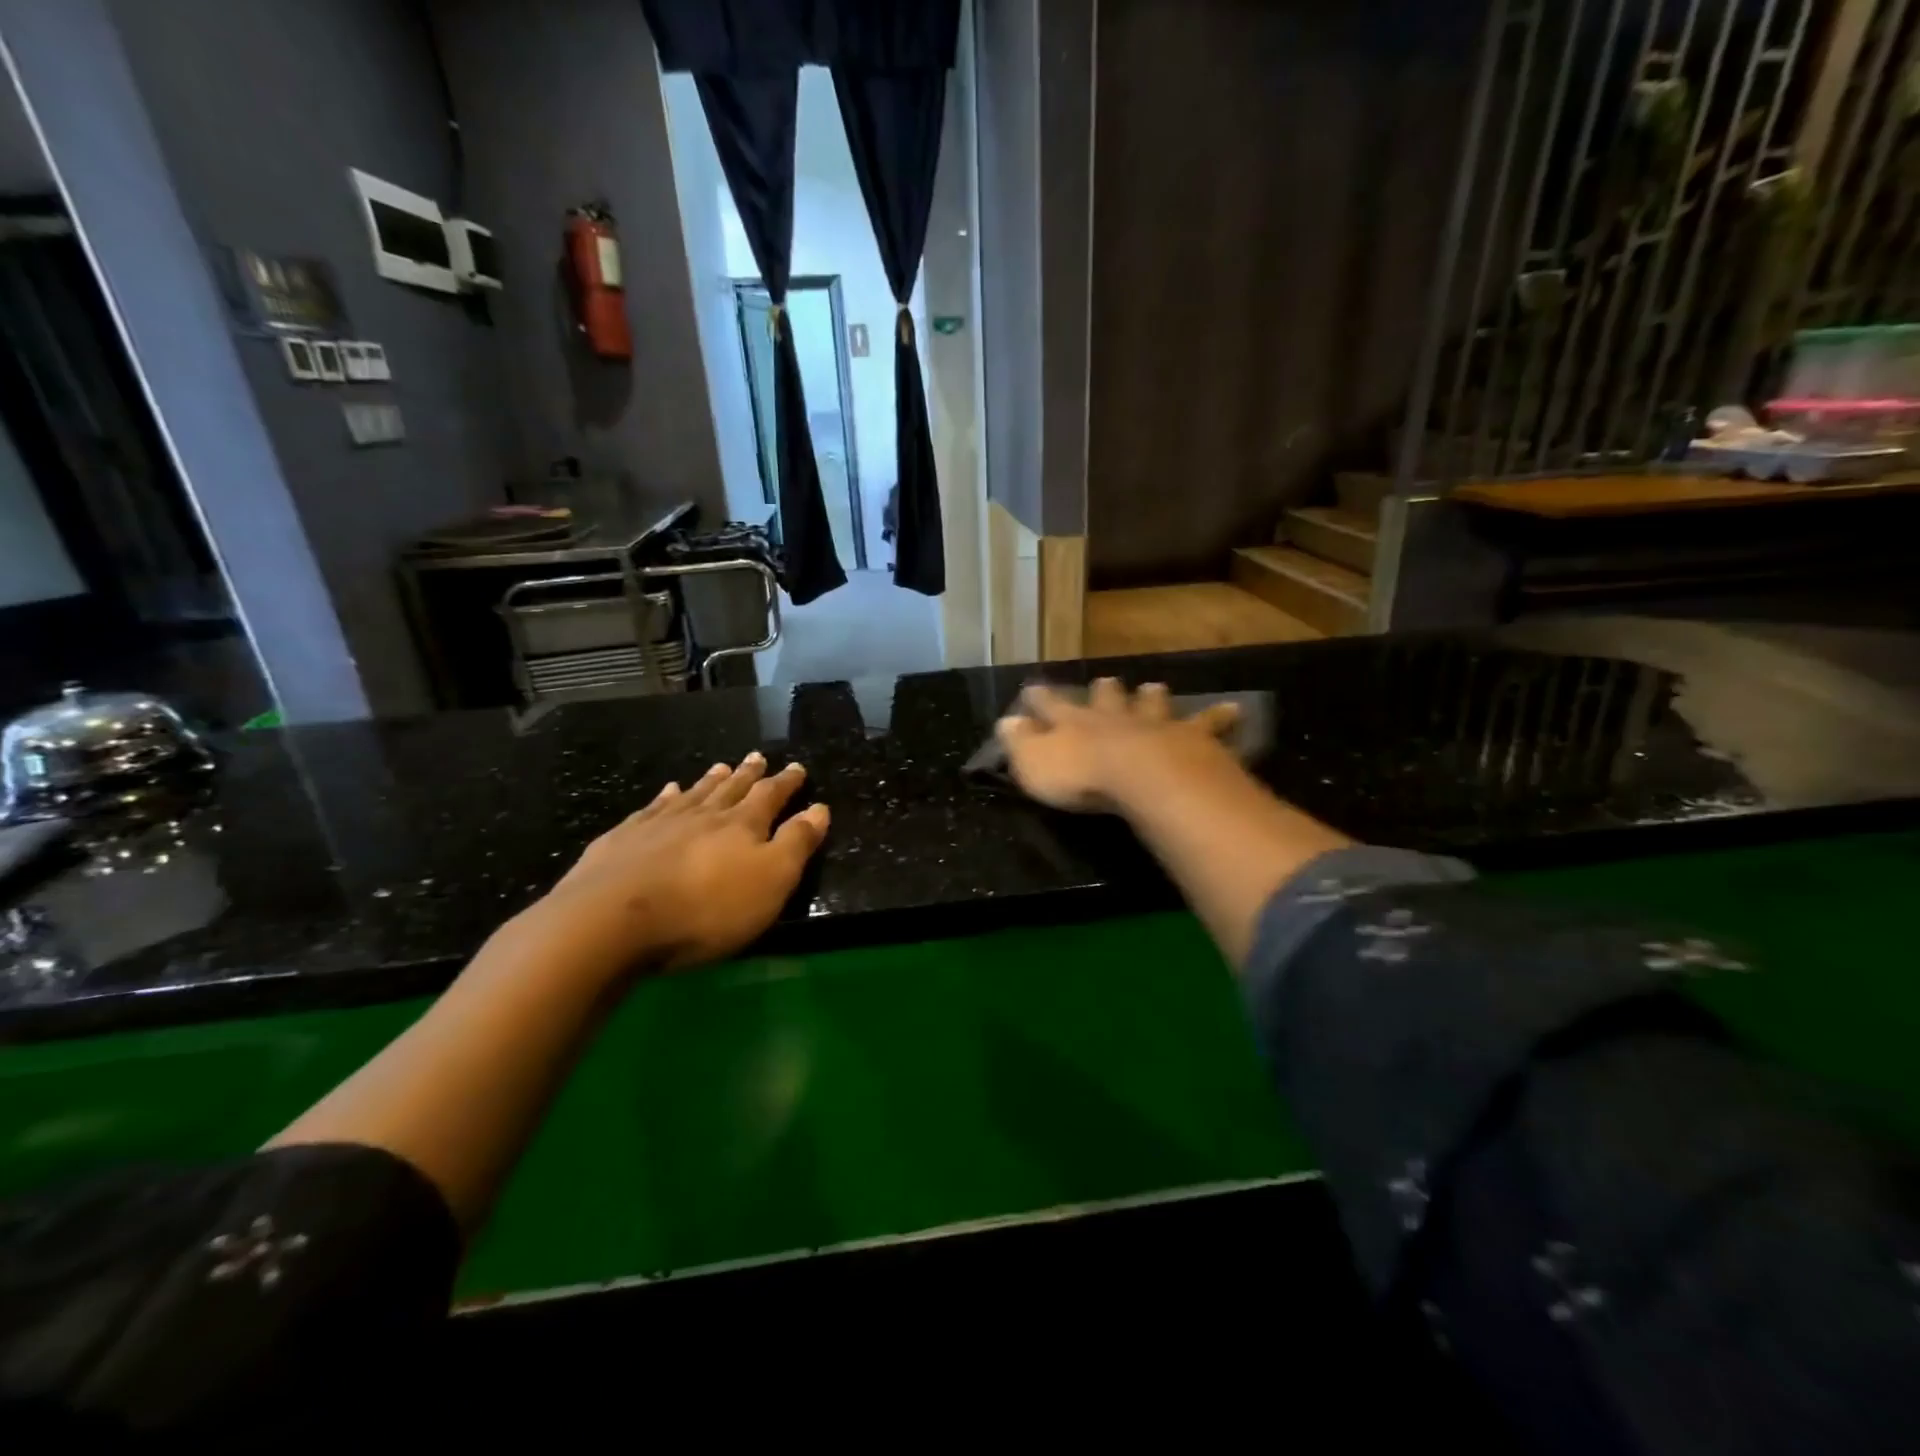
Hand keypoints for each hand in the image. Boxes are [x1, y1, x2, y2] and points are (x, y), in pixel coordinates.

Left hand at [527, 753, 829, 975]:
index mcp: (742, 826)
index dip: (786, 783)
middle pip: (731, 789)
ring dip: (710, 780)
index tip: (797, 767)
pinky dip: (664, 797)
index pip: (771, 796)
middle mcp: (703, 815)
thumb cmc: (706, 908)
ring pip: (693, 794)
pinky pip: (651, 809)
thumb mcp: (771, 881)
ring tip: (721, 766)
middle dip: (748, 774)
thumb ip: (797, 843)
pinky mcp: (622, 840)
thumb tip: (819, 808)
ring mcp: (659, 824)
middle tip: (757, 756)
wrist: (612, 920)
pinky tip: (667, 791)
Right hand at [995, 678, 1242, 813]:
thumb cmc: (1081, 776)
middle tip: (1106, 681)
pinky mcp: (1192, 740)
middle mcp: (1115, 718)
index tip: (1031, 687)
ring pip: (1153, 705)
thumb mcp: (1034, 763)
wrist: (1143, 776)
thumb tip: (1004, 722)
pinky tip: (1234, 710)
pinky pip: (1209, 726)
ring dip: (1152, 698)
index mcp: (1075, 724)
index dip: (1041, 698)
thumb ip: (1019, 743)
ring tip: (1154, 687)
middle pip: (1107, 699)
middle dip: (1104, 692)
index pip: (1051, 706)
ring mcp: (1155, 725)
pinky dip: (1220, 718)